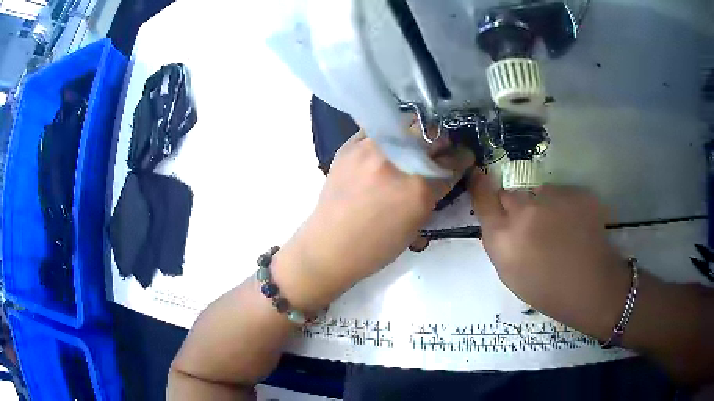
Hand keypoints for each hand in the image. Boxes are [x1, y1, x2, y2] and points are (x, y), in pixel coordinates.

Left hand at [276, 131, 472, 310]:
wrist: (330, 246)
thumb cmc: (376, 247)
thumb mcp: (417, 224)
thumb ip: (433, 192)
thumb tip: (444, 171)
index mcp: (418, 189)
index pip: (452, 162)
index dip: (463, 158)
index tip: (464, 156)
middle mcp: (396, 162)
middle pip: (432, 134)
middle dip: (442, 141)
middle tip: (439, 149)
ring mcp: (369, 149)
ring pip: (405, 124)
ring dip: (416, 133)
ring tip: (414, 145)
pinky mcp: (349, 146)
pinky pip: (378, 129)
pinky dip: (389, 135)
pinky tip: (389, 145)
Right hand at [469, 171, 630, 338]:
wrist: (591, 287)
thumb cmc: (547, 291)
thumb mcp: (510, 274)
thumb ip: (500, 241)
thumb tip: (498, 218)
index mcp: (505, 238)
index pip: (483, 198)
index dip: (480, 186)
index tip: (479, 177)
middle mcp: (525, 212)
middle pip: (511, 194)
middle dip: (515, 206)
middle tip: (531, 226)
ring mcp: (554, 198)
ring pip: (539, 193)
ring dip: (543, 206)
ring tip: (559, 229)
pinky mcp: (577, 193)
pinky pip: (563, 194)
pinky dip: (565, 206)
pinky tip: (575, 226)